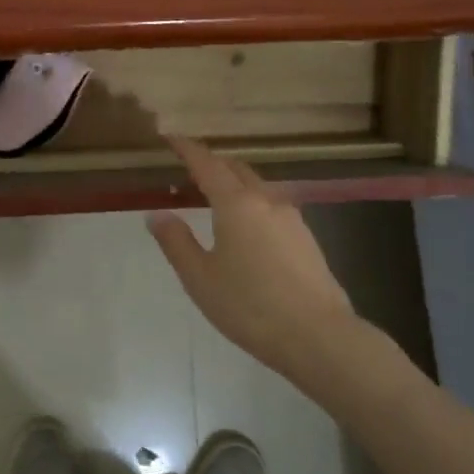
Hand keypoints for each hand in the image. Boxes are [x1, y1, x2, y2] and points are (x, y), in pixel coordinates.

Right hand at [148, 138, 357, 377]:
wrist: (316, 335)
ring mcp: (292, 218)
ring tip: (214, 198)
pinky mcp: (306, 237)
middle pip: (236, 169)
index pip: (207, 164)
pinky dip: (251, 202)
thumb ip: (176, 242)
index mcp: (236, 204)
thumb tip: (157, 214)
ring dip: (233, 183)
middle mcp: (266, 201)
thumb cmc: (249, 306)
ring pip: (257, 186)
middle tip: (188, 170)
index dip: (187, 149)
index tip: (171, 138)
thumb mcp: (200, 277)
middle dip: (211, 163)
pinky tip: (245, 227)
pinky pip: (271, 206)